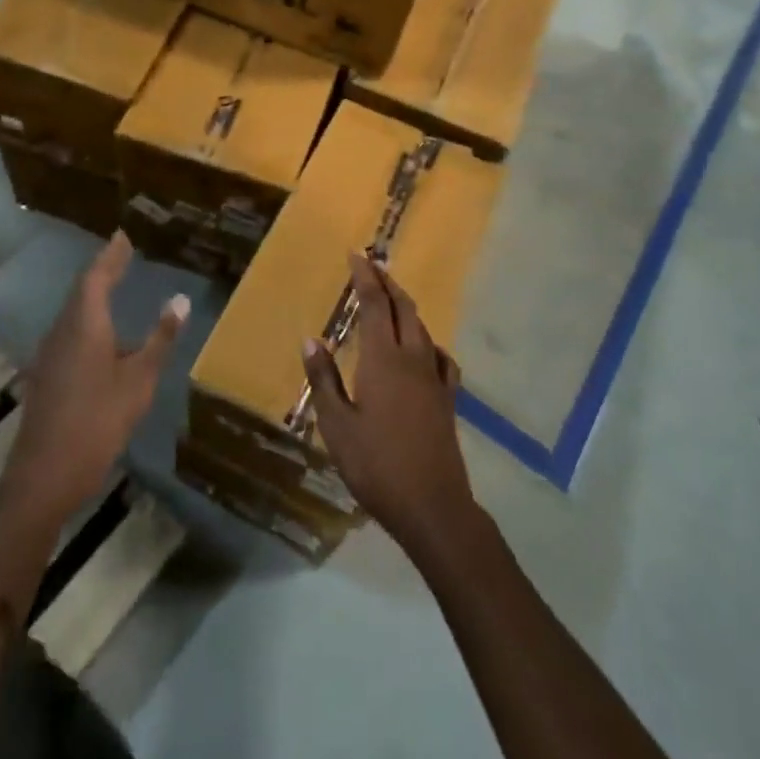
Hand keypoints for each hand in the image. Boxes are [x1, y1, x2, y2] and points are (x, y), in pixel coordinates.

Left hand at [0, 232, 186, 530]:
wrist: (45, 476)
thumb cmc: (98, 422)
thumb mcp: (139, 380)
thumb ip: (160, 339)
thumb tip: (180, 300)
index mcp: (84, 326)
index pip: (97, 277)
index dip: (111, 255)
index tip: (124, 235)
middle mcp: (63, 332)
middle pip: (82, 291)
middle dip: (104, 270)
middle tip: (124, 254)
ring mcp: (51, 355)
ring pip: (74, 313)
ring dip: (95, 295)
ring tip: (117, 284)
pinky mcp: (48, 376)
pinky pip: (71, 332)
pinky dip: (90, 320)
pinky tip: (105, 334)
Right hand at [299, 253, 476, 554]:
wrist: (432, 504)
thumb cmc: (376, 465)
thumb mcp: (337, 426)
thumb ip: (324, 380)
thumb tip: (311, 340)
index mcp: (382, 359)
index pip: (374, 304)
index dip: (365, 277)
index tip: (356, 254)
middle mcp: (412, 357)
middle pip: (402, 307)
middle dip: (387, 282)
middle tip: (371, 266)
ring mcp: (434, 377)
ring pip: (421, 327)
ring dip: (405, 306)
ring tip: (391, 300)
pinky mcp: (448, 398)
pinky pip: (439, 356)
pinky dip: (427, 341)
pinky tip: (423, 349)